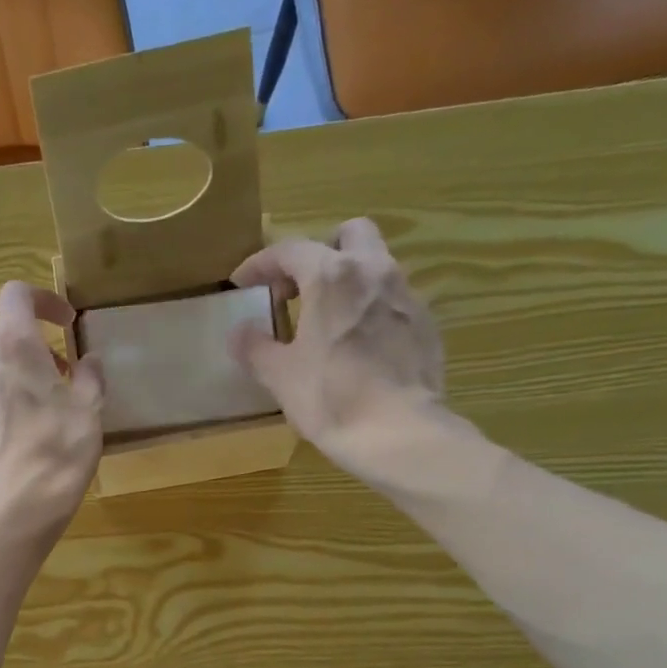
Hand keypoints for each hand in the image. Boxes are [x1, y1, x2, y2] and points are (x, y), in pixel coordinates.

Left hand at [0, 281, 104, 541]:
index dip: (41, 300)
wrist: (15, 509)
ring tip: (25, 410)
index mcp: (14, 346)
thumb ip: (90, 376)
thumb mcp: (90, 410)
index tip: (63, 323)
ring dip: (0, 376)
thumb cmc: (59, 452)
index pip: (16, 294)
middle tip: (47, 371)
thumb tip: (88, 363)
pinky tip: (4, 441)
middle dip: (18, 341)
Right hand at [229, 218, 446, 473]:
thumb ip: (255, 347)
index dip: (260, 264)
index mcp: (332, 276)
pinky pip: (393, 300)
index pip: (289, 250)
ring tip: (328, 321)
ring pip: (376, 265)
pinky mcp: (426, 323)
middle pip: (348, 234)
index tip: (242, 284)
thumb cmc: (331, 399)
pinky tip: (359, 347)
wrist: (399, 433)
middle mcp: (374, 270)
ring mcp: (406, 295)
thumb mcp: (280, 376)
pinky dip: (371, 310)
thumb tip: (239, 333)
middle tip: (298, 289)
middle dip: (320, 252)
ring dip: (349, 281)